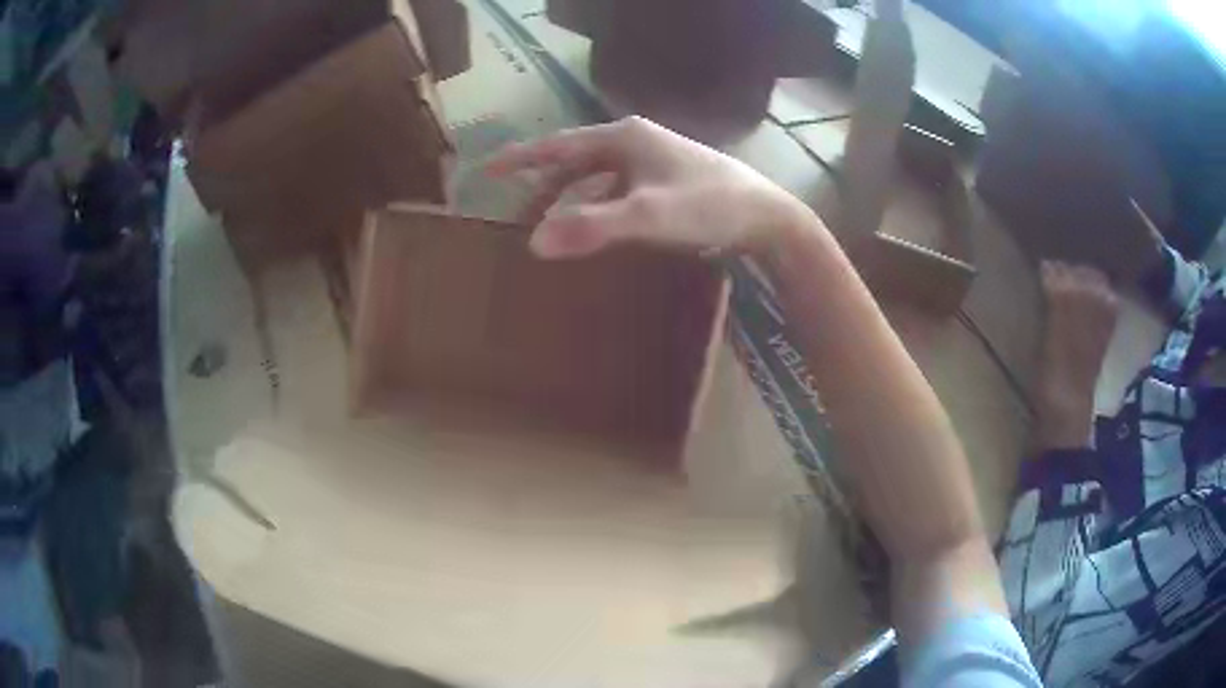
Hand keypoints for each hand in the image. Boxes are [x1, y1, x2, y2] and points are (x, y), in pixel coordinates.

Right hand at [485, 116, 812, 258]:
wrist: (769, 218)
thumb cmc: (710, 206)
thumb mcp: (648, 216)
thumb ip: (592, 227)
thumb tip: (534, 243)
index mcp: (624, 137)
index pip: (558, 145)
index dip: (521, 158)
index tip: (487, 171)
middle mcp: (635, 142)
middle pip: (575, 162)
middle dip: (543, 188)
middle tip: (516, 216)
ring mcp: (653, 161)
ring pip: (597, 178)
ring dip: (571, 200)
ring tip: (549, 228)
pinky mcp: (667, 182)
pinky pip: (618, 191)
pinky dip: (598, 208)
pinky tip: (595, 229)